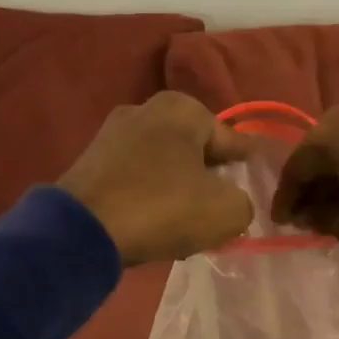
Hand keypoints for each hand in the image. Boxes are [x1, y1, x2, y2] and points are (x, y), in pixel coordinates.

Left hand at [58, 92, 254, 264]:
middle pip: (193, 150)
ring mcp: (111, 135)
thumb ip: (242, 203)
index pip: (229, 139)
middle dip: (208, 177)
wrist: (82, 229)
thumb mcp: (226, 211)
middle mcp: (144, 110)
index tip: (256, 178)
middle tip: (221, 206)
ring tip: (188, 222)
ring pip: (162, 166)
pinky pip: (134, 180)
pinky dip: (148, 198)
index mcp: (182, 109)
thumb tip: (231, 203)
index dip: (246, 163)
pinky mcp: (89, 163)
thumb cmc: (163, 207)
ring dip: (177, 190)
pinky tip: (154, 225)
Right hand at [271, 97, 338, 303]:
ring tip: (336, 209)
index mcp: (333, 133)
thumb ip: (321, 218)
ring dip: (338, 176)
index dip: (285, 198)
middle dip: (311, 184)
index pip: (295, 166)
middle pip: (321, 150)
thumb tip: (309, 212)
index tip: (281, 224)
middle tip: (307, 216)